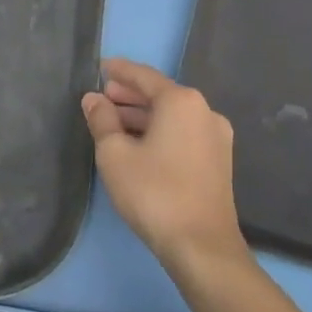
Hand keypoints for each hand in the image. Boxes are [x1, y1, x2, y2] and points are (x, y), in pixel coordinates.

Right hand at [81, 58, 248, 273]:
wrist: (201, 245)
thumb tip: (93, 99)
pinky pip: (183, 133)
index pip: (144, 76)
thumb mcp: (114, 154)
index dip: (119, 71)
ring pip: (172, 116)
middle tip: (103, 96)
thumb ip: (102, 120)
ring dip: (143, 115)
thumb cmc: (153, 192)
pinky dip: (159, 130)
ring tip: (114, 121)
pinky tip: (138, 143)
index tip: (100, 66)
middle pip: (161, 94)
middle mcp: (204, 111)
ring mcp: (216, 137)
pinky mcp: (218, 160)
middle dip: (130, 95)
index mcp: (181, 101)